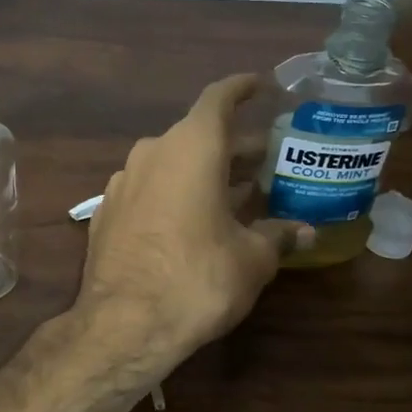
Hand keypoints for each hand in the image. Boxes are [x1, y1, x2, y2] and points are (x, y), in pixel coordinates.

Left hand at [76, 74, 310, 374]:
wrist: (124, 325)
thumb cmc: (198, 279)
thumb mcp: (251, 259)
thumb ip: (278, 236)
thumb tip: (305, 232)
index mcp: (191, 147)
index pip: (218, 98)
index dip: (241, 88)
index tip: (260, 85)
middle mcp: (153, 152)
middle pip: (198, 135)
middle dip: (234, 146)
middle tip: (267, 159)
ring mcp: (123, 181)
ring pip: (172, 162)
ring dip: (204, 172)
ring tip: (237, 192)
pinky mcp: (106, 212)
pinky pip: (150, 189)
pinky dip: (175, 193)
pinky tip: (193, 221)